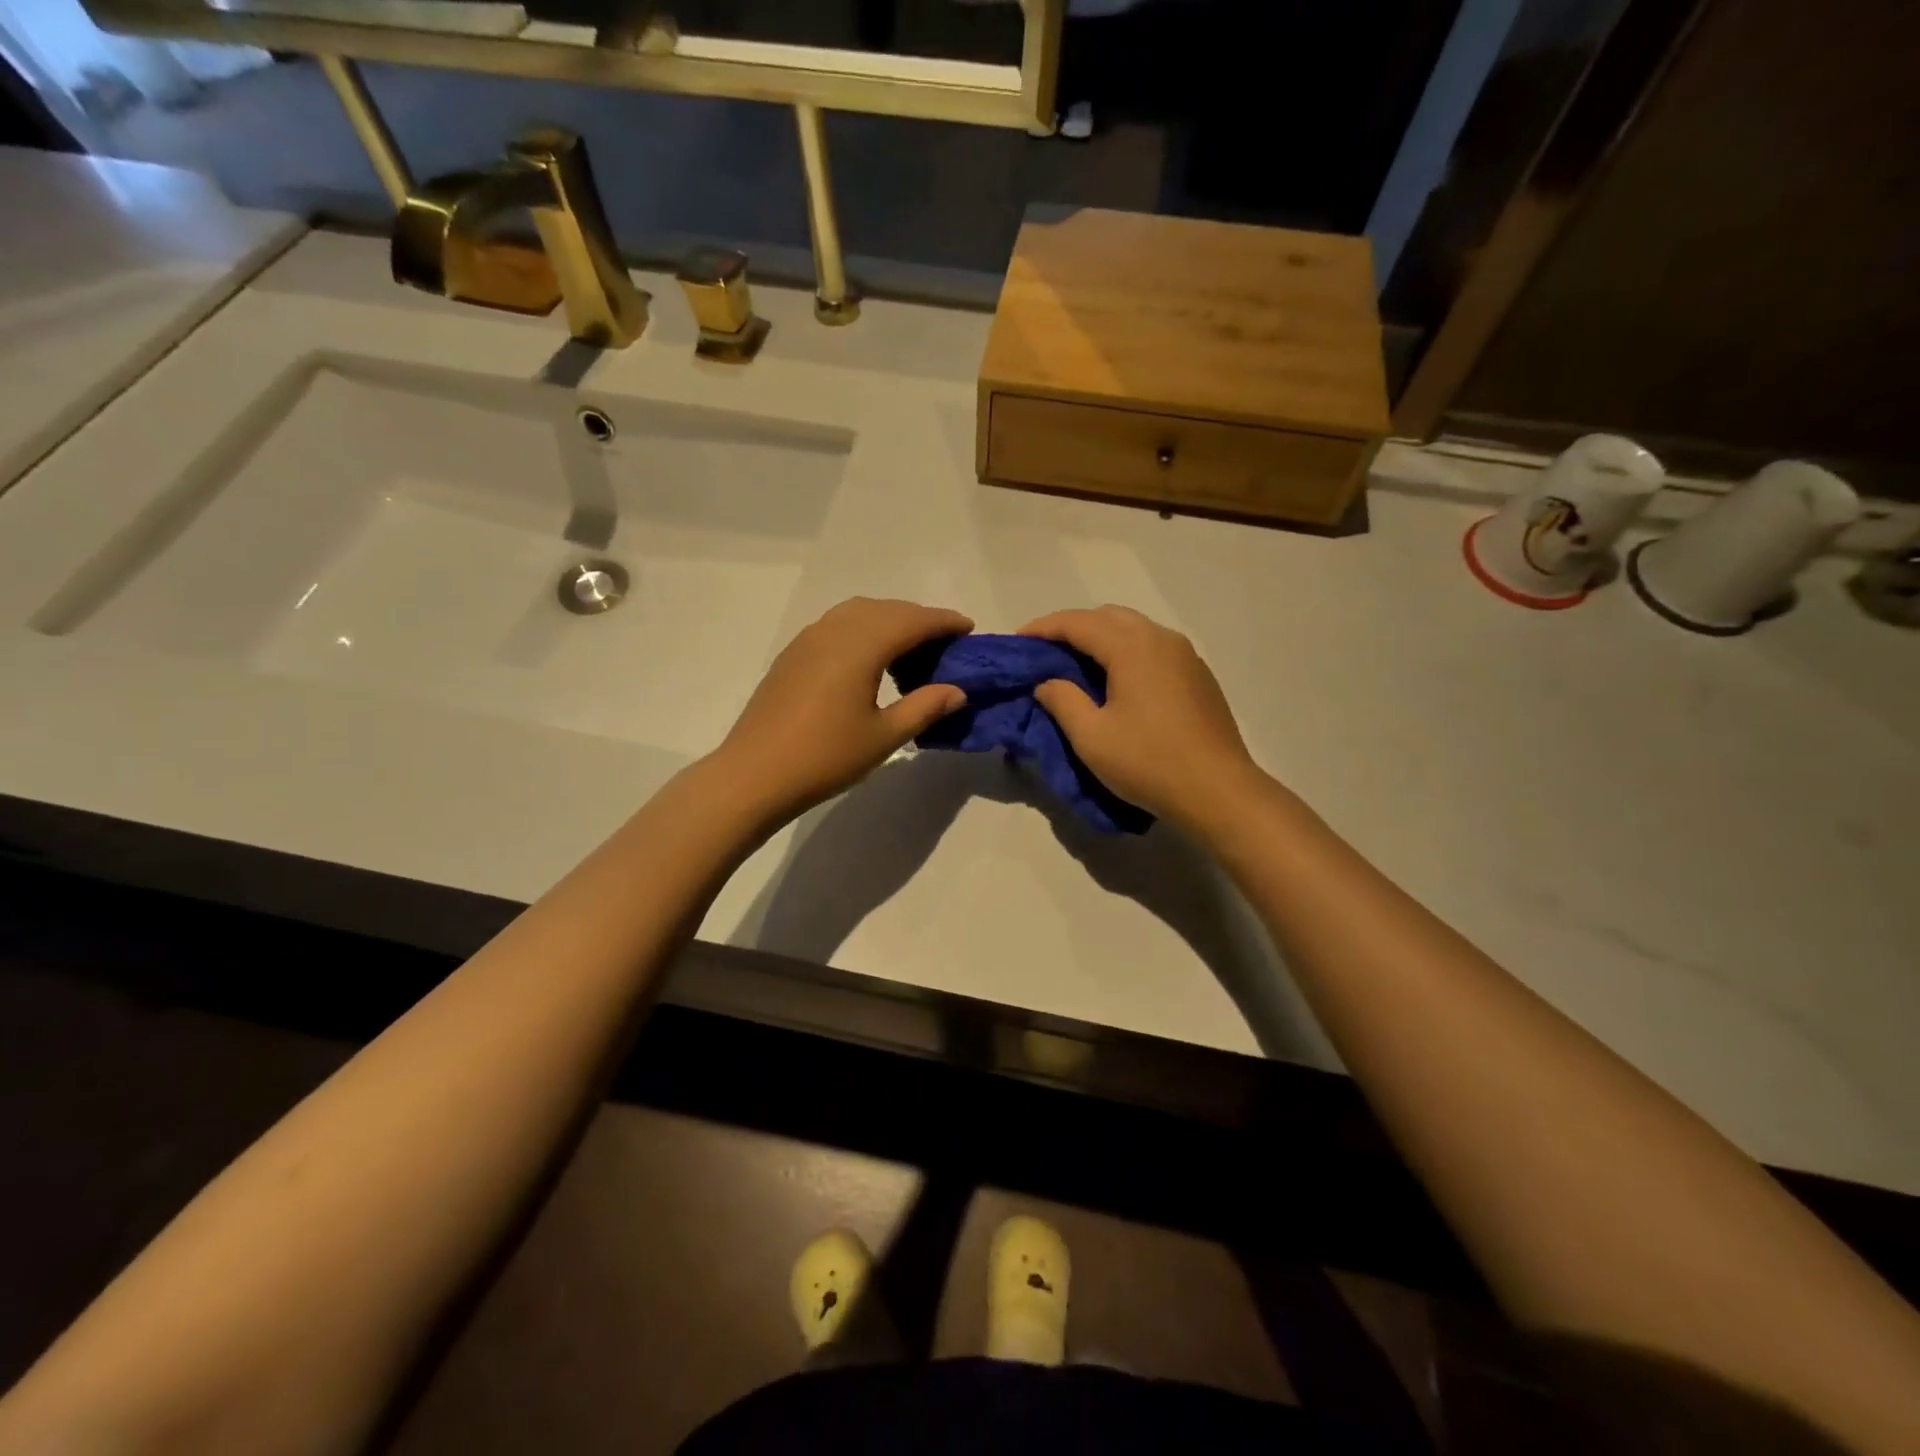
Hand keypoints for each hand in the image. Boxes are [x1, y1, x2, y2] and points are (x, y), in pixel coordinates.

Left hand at [714, 597, 972, 824]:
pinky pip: (837, 625)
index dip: (943, 621)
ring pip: (858, 613)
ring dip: (889, 620)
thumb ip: (924, 707)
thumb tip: (957, 691)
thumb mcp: (884, 737)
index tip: (968, 629)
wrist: (754, 774)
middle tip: (944, 642)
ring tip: (910, 649)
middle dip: (918, 619)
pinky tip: (869, 659)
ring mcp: (808, 639)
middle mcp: (834, 631)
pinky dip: (863, 629)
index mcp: (860, 646)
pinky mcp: (793, 654)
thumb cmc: (825, 757)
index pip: (912, 621)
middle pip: (886, 609)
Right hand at [1020, 605, 1262, 829]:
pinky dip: (1126, 651)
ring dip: (1101, 638)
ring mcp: (1185, 655)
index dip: (1044, 628)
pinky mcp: (1198, 675)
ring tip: (1076, 664)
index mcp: (1132, 647)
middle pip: (1108, 616)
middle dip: (1072, 627)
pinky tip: (1116, 680)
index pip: (1078, 622)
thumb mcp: (1091, 737)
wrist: (1218, 791)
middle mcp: (1161, 639)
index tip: (1018, 641)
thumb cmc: (1148, 762)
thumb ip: (1062, 700)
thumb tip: (1047, 682)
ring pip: (1134, 629)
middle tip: (1046, 652)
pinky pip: (1153, 648)